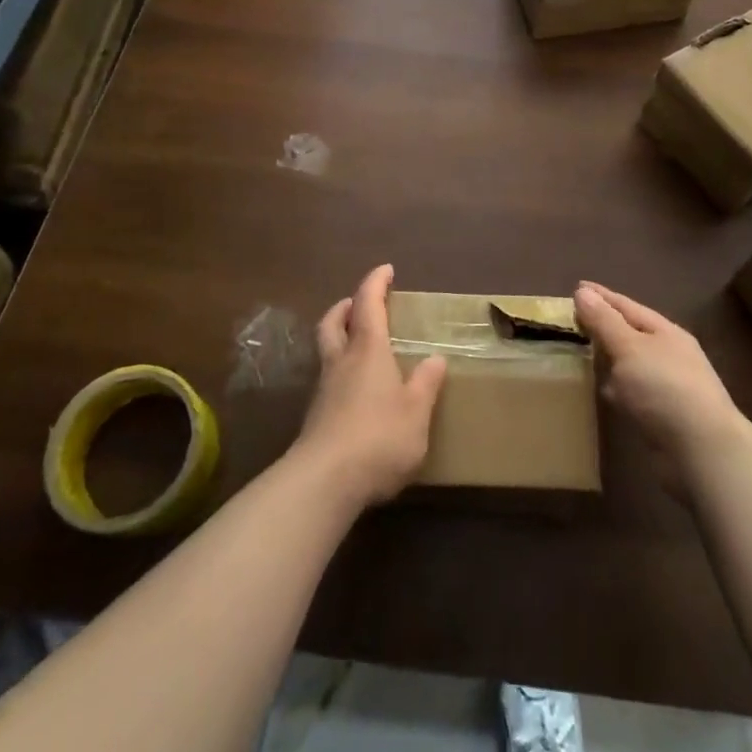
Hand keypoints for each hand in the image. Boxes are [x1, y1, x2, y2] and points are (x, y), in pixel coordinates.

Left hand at [294, 264, 446, 507]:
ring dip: (339, 336)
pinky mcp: (316, 417)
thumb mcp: (416, 412)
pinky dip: (340, 369)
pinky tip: (355, 389)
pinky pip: (328, 378)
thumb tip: (435, 359)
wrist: (324, 482)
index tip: (386, 269)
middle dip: (346, 307)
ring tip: (358, 343)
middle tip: (359, 303)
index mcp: (368, 351)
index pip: (368, 305)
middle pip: (334, 322)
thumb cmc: (378, 437)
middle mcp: (341, 362)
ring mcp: (324, 390)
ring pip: (326, 349)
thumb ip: (425, 384)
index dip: (375, 283)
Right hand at [574, 282, 745, 476]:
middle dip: (604, 326)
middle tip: (574, 321)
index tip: (576, 287)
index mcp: (665, 332)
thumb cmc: (663, 389)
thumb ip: (604, 321)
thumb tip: (583, 292)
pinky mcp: (664, 416)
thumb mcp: (629, 348)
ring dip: (611, 359)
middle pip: (630, 333)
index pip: (626, 306)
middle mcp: (669, 355)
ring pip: (632, 364)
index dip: (601, 297)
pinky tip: (604, 392)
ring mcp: (669, 386)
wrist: (702, 451)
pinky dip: (618, 388)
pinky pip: (633, 392)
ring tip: (583, 354)